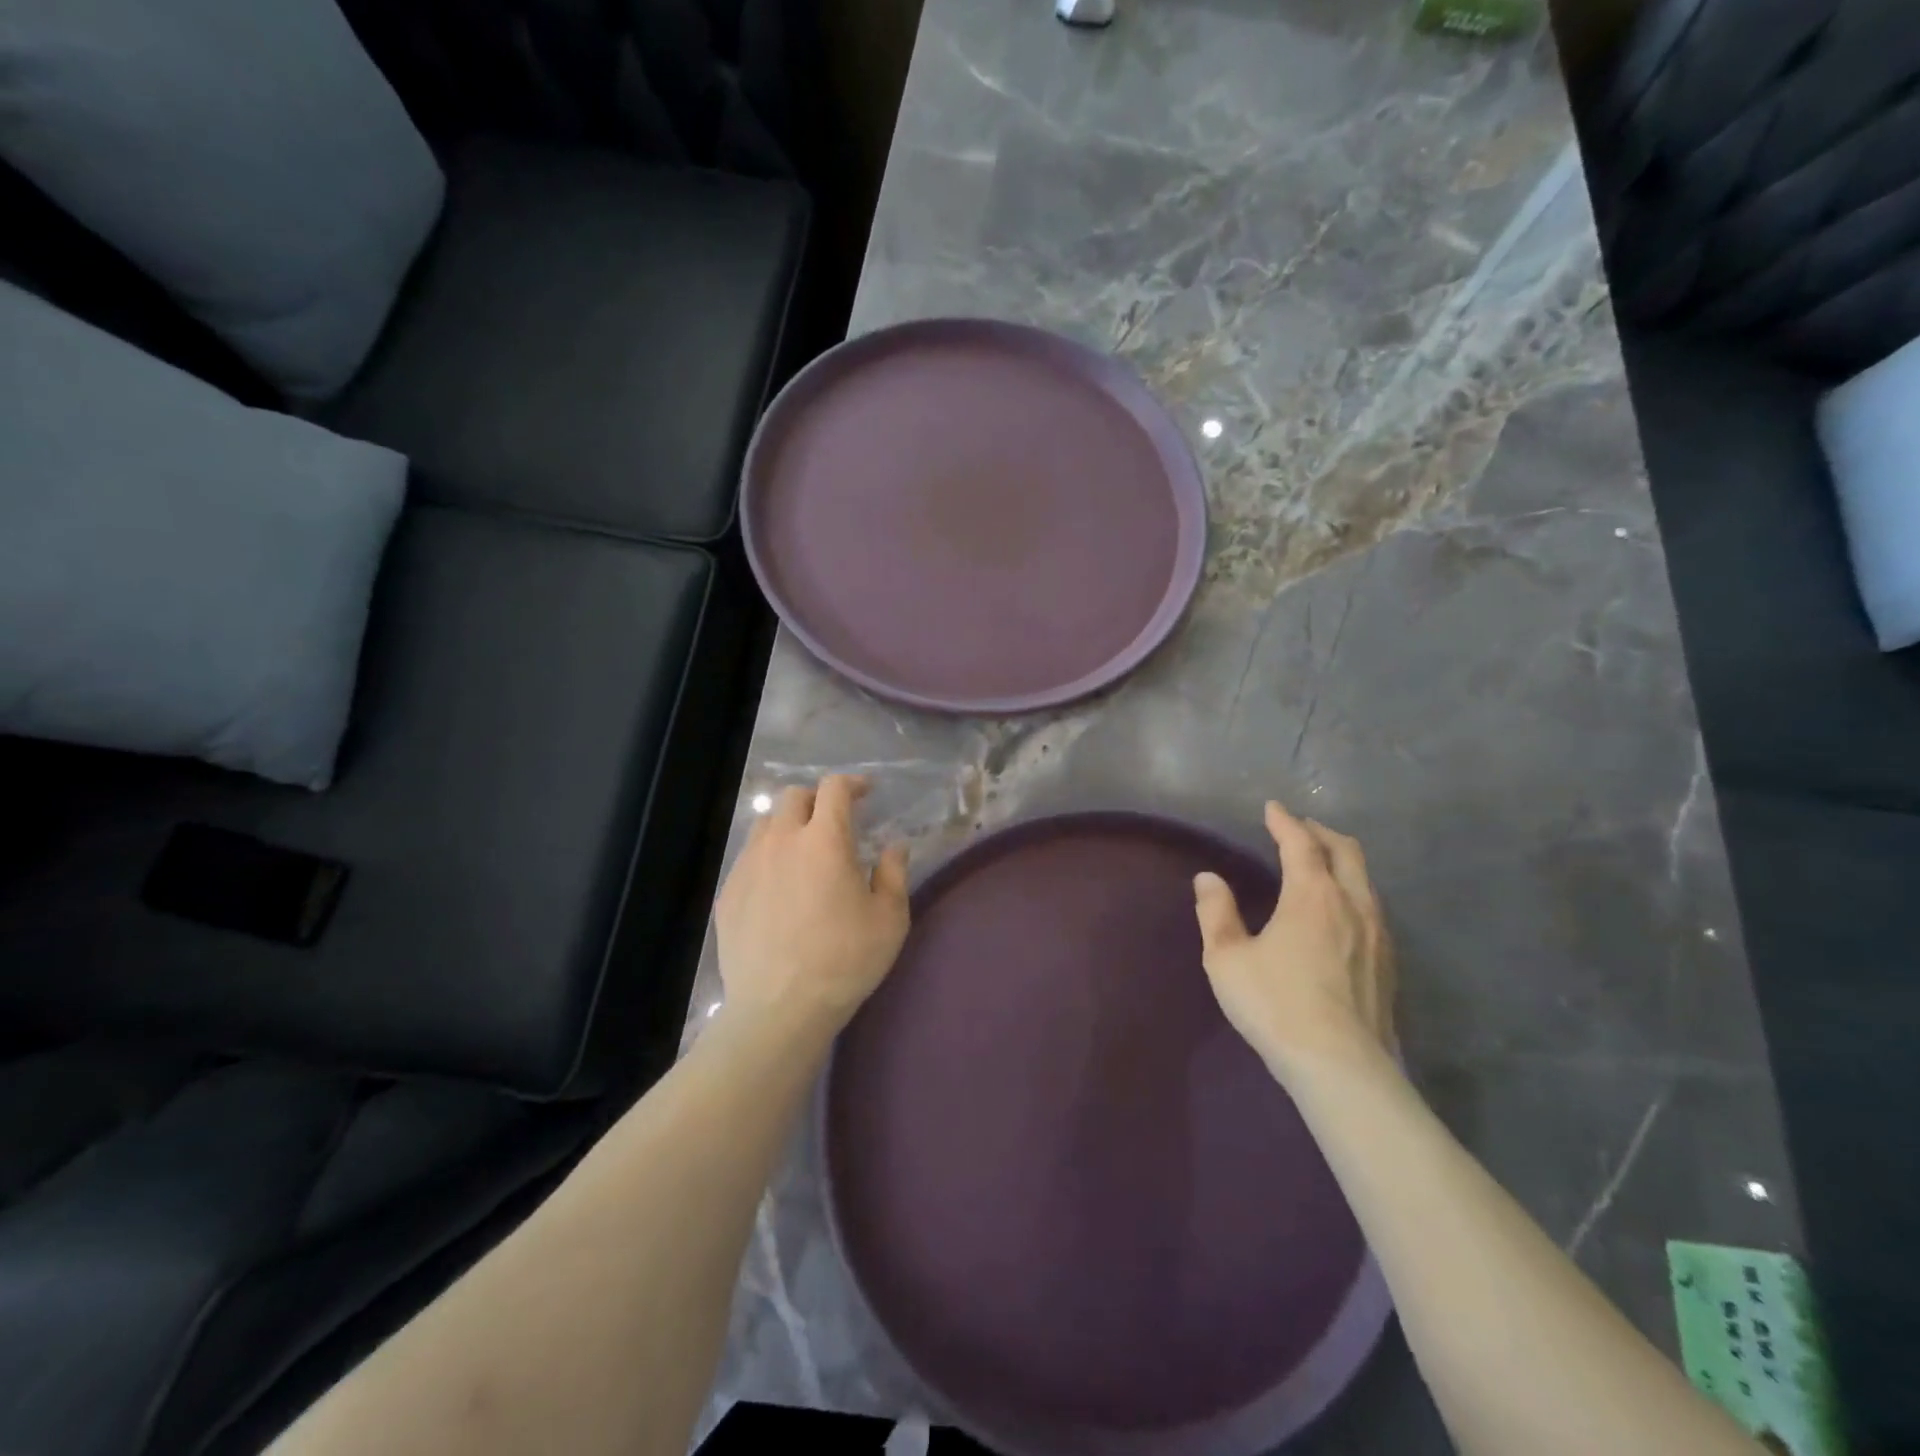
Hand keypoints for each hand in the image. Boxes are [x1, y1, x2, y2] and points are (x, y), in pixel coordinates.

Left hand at [715, 775, 910, 1036]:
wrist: (779, 1009)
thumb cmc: (844, 961)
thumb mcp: (889, 919)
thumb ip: (894, 873)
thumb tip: (894, 845)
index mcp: (824, 840)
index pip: (834, 788)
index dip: (852, 783)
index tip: (866, 793)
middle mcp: (782, 841)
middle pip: (795, 797)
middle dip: (818, 799)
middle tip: (835, 821)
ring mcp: (749, 865)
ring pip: (767, 823)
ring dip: (789, 824)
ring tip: (804, 849)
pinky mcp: (729, 892)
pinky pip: (749, 856)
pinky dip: (768, 855)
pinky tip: (779, 884)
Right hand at [1192, 801, 1394, 1078]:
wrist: (1342, 1067)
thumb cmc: (1276, 1005)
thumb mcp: (1227, 959)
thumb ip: (1216, 913)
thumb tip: (1208, 879)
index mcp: (1313, 895)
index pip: (1300, 843)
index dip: (1284, 822)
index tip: (1272, 807)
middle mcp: (1352, 904)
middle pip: (1346, 851)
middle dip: (1322, 833)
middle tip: (1301, 828)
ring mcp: (1378, 935)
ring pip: (1365, 880)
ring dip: (1342, 861)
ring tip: (1322, 864)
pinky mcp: (1389, 964)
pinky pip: (1373, 908)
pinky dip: (1354, 891)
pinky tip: (1341, 912)